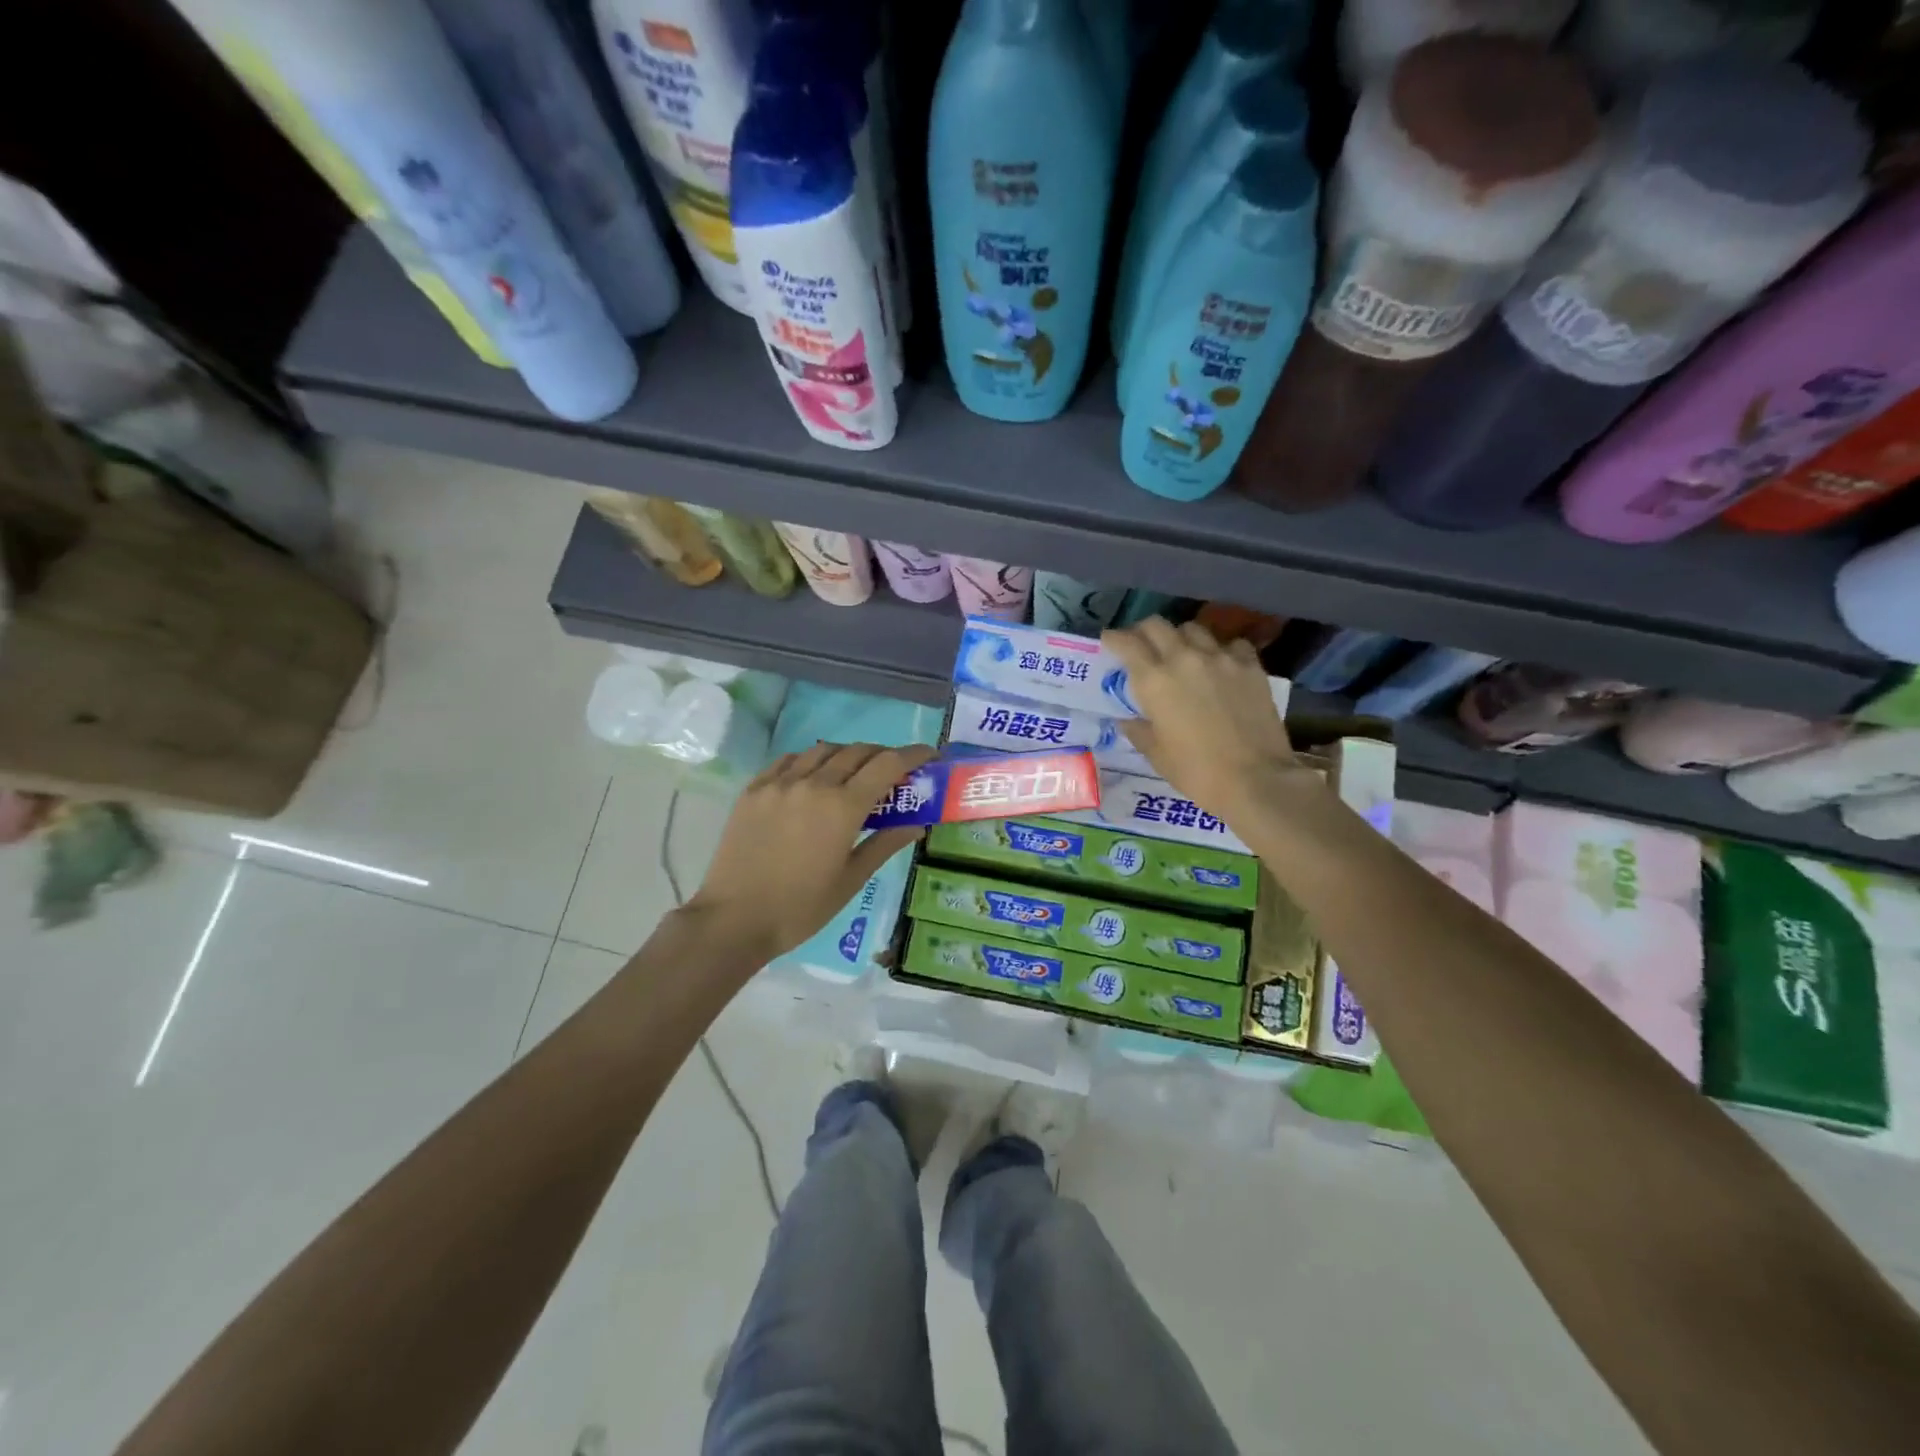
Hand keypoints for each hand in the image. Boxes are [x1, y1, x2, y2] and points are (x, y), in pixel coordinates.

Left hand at [683, 741, 936, 962]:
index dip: (914, 754)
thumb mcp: (851, 879)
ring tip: (854, 774)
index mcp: (843, 806)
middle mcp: (813, 783)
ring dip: (848, 754)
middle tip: (894, 772)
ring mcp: (780, 782)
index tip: (930, 755)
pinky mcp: (754, 788)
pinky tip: (813, 777)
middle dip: (883, 755)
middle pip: (858, 751)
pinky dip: (811, 760)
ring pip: (823, 750)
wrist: (734, 919)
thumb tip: (917, 824)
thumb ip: (885, 844)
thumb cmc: (801, 907)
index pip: (888, 764)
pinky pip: (790, 760)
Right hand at [1104, 618, 1313, 825]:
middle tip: (1141, 646)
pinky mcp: (1250, 666)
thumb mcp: (1156, 755)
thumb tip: (1128, 720)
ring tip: (1181, 654)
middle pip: (1157, 625)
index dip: (1113, 638)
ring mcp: (1220, 658)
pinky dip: (1220, 650)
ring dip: (1180, 638)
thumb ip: (1139, 730)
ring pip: (1193, 629)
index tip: (1109, 642)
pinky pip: (1230, 644)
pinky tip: (1220, 665)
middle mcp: (1184, 658)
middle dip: (1142, 631)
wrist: (1256, 779)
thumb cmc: (1197, 772)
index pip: (1126, 642)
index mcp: (1154, 680)